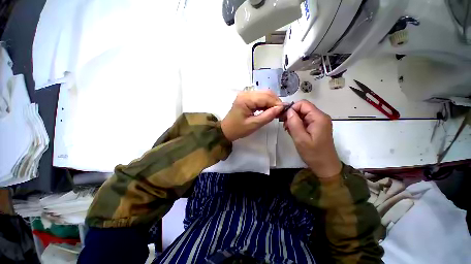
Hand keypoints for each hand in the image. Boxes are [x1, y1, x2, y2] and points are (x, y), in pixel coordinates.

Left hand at [221, 90, 283, 140]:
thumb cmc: (238, 129)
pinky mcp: (246, 98)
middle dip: (275, 102)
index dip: (276, 103)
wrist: (226, 130)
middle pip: (266, 93)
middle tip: (280, 112)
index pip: (266, 97)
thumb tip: (280, 108)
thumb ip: (267, 116)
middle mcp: (246, 93)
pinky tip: (269, 110)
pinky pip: (260, 97)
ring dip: (271, 102)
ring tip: (275, 112)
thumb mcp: (253, 125)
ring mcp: (246, 94)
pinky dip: (266, 103)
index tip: (284, 111)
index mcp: (245, 99)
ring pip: (264, 94)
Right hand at [283, 100, 341, 177]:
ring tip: (288, 130)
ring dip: (293, 121)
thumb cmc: (313, 153)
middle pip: (302, 108)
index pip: (302, 104)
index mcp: (318, 117)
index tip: (284, 118)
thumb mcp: (300, 139)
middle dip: (292, 115)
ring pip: (302, 115)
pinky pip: (304, 121)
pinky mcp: (317, 127)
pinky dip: (297, 125)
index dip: (291, 108)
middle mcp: (320, 117)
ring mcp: (319, 122)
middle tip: (285, 126)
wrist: (325, 166)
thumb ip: (294, 123)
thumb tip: (288, 111)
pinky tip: (293, 132)